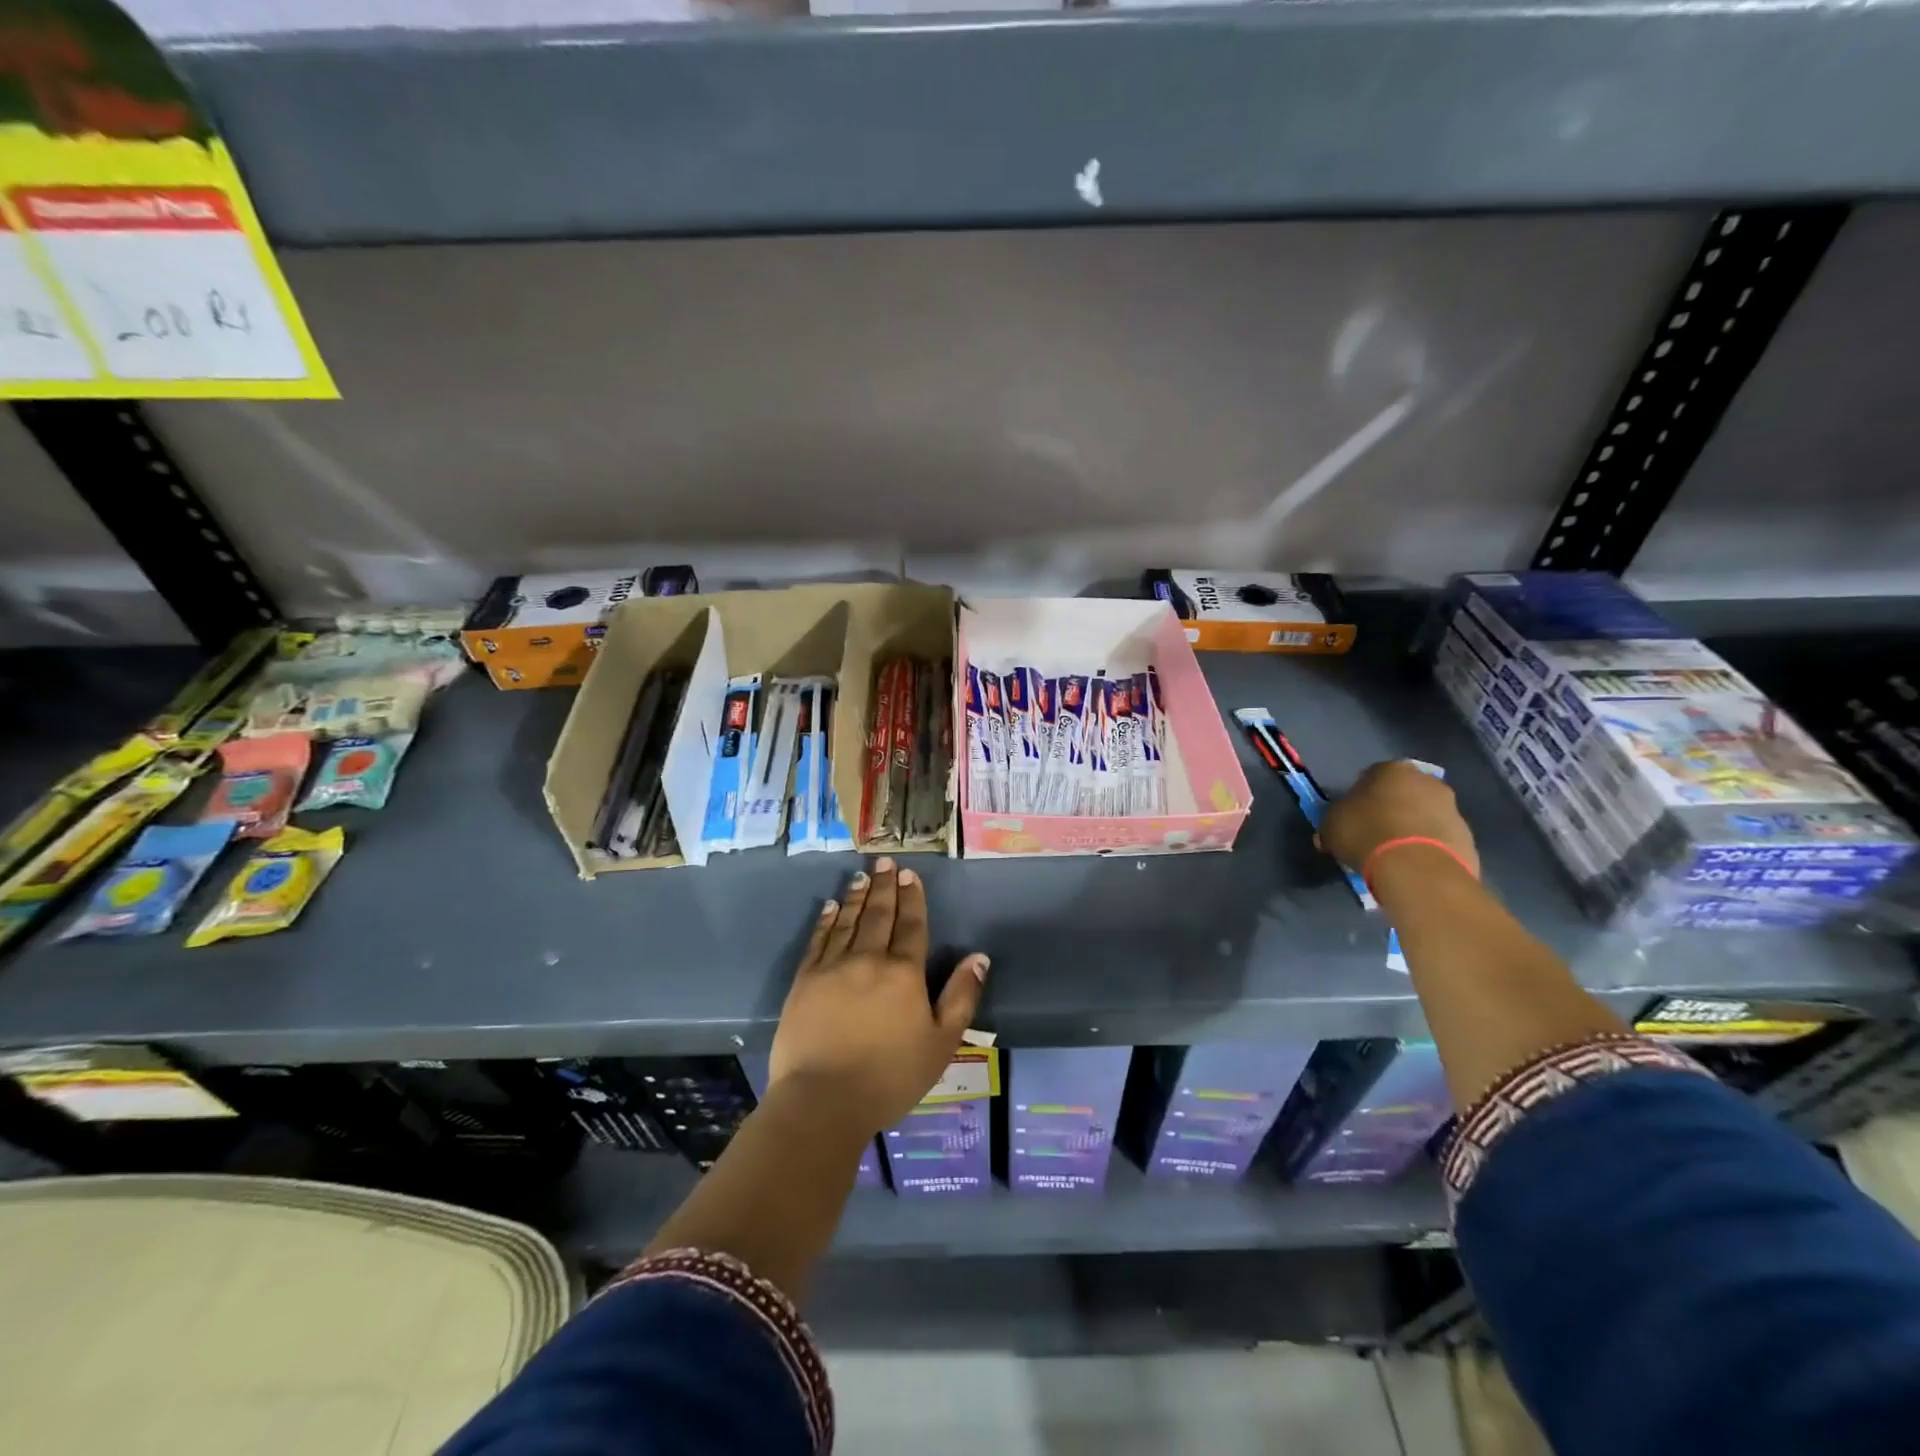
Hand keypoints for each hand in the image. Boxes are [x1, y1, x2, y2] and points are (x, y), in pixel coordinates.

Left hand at [770, 857, 989, 1137]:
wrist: (823, 1100)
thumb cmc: (890, 1077)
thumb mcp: (941, 1043)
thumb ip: (961, 997)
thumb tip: (979, 957)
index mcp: (903, 973)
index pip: (911, 925)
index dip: (912, 898)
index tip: (911, 874)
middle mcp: (868, 959)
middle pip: (879, 915)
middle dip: (885, 886)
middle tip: (885, 861)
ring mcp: (832, 967)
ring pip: (848, 921)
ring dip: (857, 896)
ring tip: (862, 875)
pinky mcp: (805, 981)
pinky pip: (818, 941)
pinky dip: (826, 921)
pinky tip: (830, 907)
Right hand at [1320, 760, 1479, 877]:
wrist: (1418, 869)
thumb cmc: (1367, 834)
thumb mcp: (1331, 826)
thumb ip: (1333, 822)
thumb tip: (1331, 833)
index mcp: (1391, 769)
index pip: (1371, 776)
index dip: (1359, 796)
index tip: (1352, 816)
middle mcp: (1427, 781)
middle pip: (1404, 793)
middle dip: (1391, 809)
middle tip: (1374, 833)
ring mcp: (1452, 809)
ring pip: (1425, 816)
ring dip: (1412, 829)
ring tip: (1394, 855)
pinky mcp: (1467, 838)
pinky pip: (1440, 840)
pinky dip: (1428, 849)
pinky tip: (1413, 866)